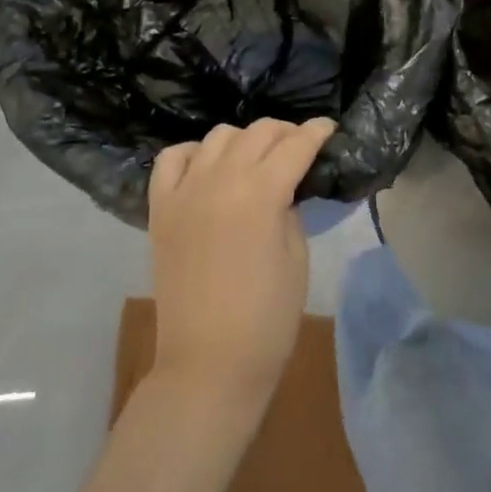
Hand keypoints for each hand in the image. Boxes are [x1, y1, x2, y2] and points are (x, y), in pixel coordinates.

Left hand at [147, 118, 337, 405]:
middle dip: (285, 132)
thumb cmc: (267, 318)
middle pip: (257, 132)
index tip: (329, 128)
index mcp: (261, 193)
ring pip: (217, 136)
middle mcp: (220, 179)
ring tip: (256, 158)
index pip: (295, 145)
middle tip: (300, 146)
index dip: (317, 132)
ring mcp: (185, 191)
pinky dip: (194, 153)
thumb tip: (284, 186)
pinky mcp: (160, 208)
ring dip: (243, 139)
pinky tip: (209, 167)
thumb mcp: (296, 257)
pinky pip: (172, 159)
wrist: (208, 363)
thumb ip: (289, 209)